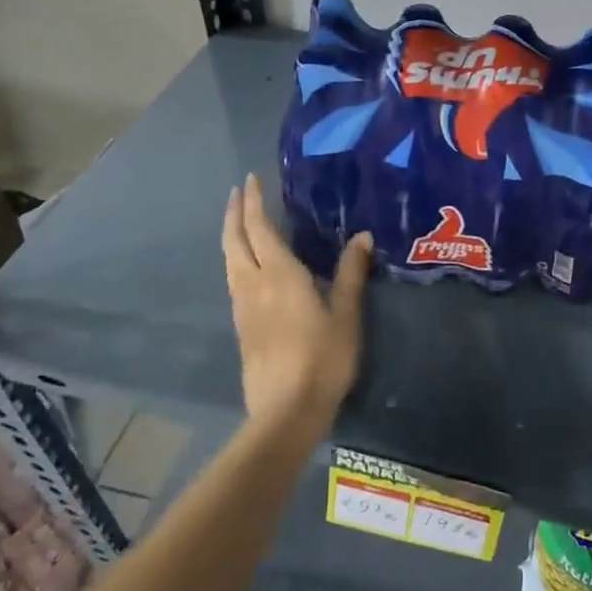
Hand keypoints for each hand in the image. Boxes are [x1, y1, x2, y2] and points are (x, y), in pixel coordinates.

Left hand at [222, 173, 371, 437]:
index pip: (259, 228)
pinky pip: (234, 280)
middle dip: (234, 213)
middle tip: (239, 193)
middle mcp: (253, 284)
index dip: (253, 202)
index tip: (250, 180)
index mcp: (279, 275)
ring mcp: (243, 307)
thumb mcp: (346, 315)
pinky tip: (247, 266)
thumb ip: (351, 273)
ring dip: (231, 236)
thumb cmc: (322, 359)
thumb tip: (362, 236)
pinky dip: (236, 259)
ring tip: (240, 222)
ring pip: (229, 261)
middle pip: (234, 241)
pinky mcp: (242, 327)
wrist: (286, 410)